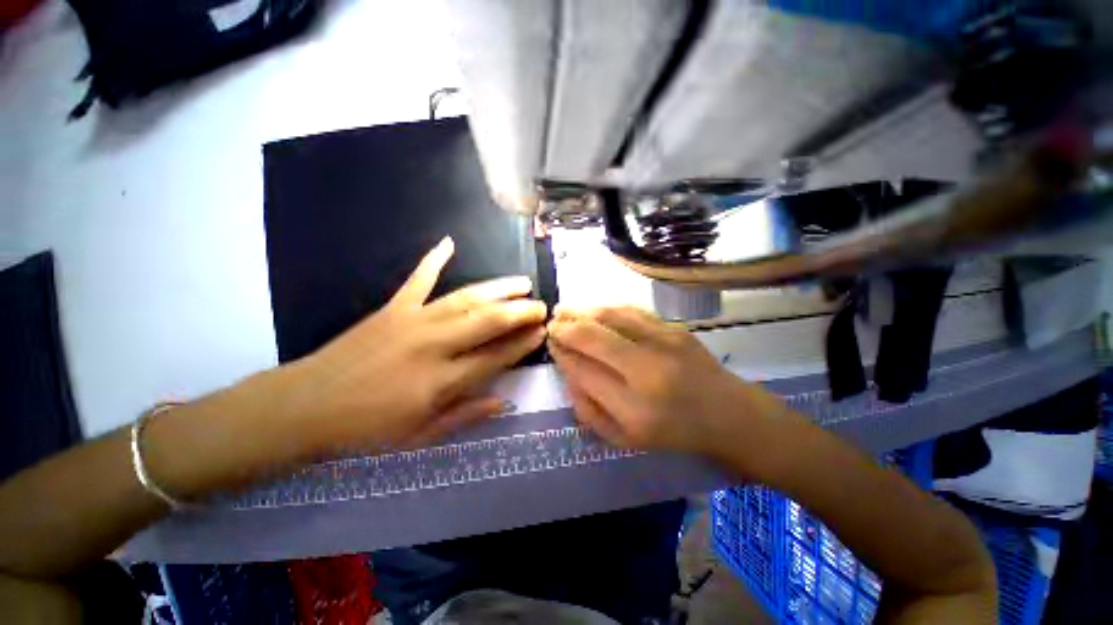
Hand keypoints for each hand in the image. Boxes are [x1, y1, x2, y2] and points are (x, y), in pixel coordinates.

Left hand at [280, 237, 546, 454]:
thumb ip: (465, 416)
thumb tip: (504, 402)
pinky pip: (418, 279)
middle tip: (541, 306)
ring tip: (522, 282)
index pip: (496, 356)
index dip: (522, 344)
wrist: (306, 405)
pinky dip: (434, 259)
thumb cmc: (366, 429)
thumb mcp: (421, 436)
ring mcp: (413, 321)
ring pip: (466, 299)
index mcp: (442, 381)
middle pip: (488, 322)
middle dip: (520, 312)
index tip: (542, 333)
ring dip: (498, 289)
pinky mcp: (393, 308)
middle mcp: (434, 345)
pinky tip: (449, 242)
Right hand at [547, 306, 782, 458]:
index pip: (584, 371)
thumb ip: (589, 410)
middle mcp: (648, 371)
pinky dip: (606, 308)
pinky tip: (593, 309)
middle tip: (552, 323)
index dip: (562, 354)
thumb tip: (568, 372)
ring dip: (582, 311)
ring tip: (564, 310)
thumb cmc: (674, 432)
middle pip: (594, 337)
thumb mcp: (624, 439)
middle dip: (566, 327)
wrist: (729, 414)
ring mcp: (665, 344)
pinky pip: (631, 311)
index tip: (551, 345)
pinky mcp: (675, 329)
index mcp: (634, 409)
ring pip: (611, 316)